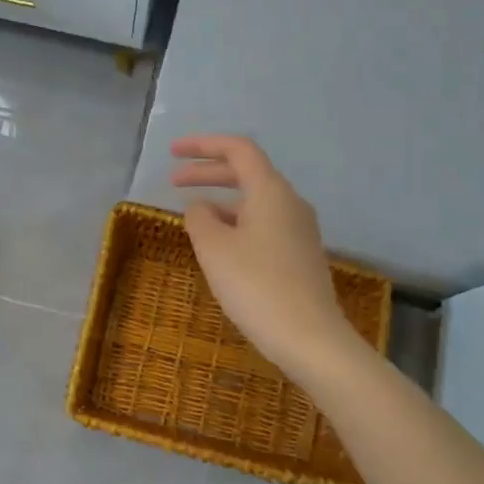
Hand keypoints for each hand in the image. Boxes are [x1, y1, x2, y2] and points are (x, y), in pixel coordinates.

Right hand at [171, 136, 361, 379]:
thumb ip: (199, 218)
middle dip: (207, 173)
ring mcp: (299, 230)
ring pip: (254, 202)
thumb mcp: (215, 249)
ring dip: (221, 201)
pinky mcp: (300, 255)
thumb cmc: (257, 286)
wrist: (311, 338)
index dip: (203, 145)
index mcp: (271, 191)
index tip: (173, 152)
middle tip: (173, 182)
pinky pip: (263, 224)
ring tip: (192, 218)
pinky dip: (236, 223)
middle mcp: (290, 203)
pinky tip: (220, 246)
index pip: (238, 150)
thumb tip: (200, 206)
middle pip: (246, 173)